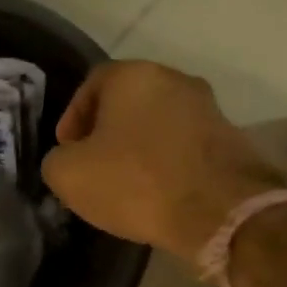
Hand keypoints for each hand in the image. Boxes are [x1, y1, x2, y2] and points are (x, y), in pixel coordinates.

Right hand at [42, 61, 284, 260]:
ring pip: (159, 123)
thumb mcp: (69, 176)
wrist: (220, 211)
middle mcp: (174, 79)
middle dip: (107, 132)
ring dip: (139, 147)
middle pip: (128, 102)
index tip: (68, 149)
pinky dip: (168, 162)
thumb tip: (69, 160)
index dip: (73, 118)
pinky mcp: (230, 139)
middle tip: (94, 166)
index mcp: (133, 75)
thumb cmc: (137, 182)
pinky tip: (160, 193)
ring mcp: (208, 108)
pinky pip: (185, 145)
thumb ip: (57, 160)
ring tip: (127, 184)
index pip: (92, 84)